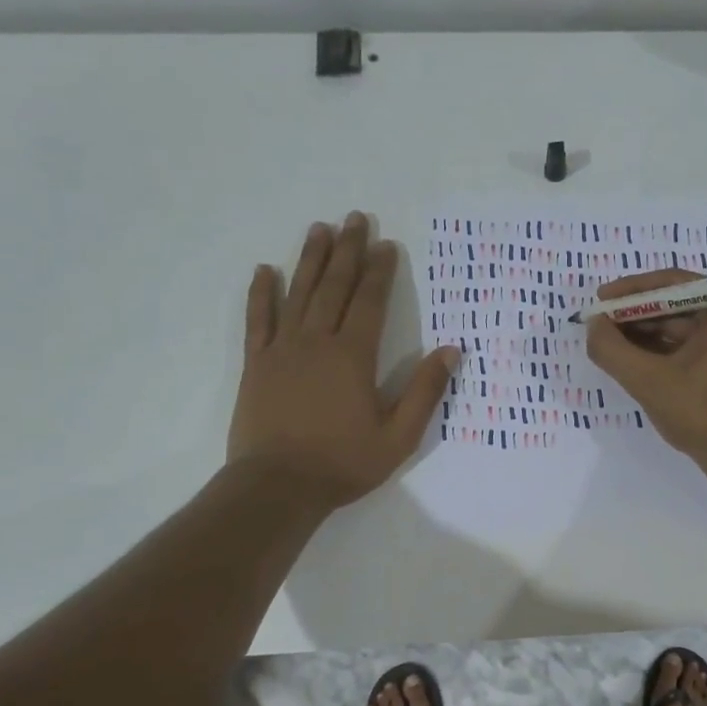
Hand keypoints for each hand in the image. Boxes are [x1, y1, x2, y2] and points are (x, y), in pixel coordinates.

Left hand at [230, 213, 459, 508]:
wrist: (277, 486)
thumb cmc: (343, 463)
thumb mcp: (398, 436)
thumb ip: (424, 391)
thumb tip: (450, 351)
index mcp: (353, 356)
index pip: (370, 301)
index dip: (380, 271)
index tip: (387, 244)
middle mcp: (317, 342)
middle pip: (335, 287)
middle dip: (347, 251)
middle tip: (355, 218)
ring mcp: (282, 350)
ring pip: (298, 293)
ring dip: (311, 260)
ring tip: (319, 229)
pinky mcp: (256, 364)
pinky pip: (258, 320)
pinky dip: (261, 294)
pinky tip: (266, 270)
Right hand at [585, 269, 706, 471]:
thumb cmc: (702, 414)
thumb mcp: (648, 381)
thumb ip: (612, 349)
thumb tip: (592, 325)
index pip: (674, 283)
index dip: (632, 290)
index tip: (600, 300)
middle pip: (677, 303)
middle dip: (636, 314)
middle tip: (599, 323)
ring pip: (681, 326)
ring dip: (644, 333)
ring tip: (608, 342)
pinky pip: (689, 346)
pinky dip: (661, 350)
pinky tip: (631, 358)